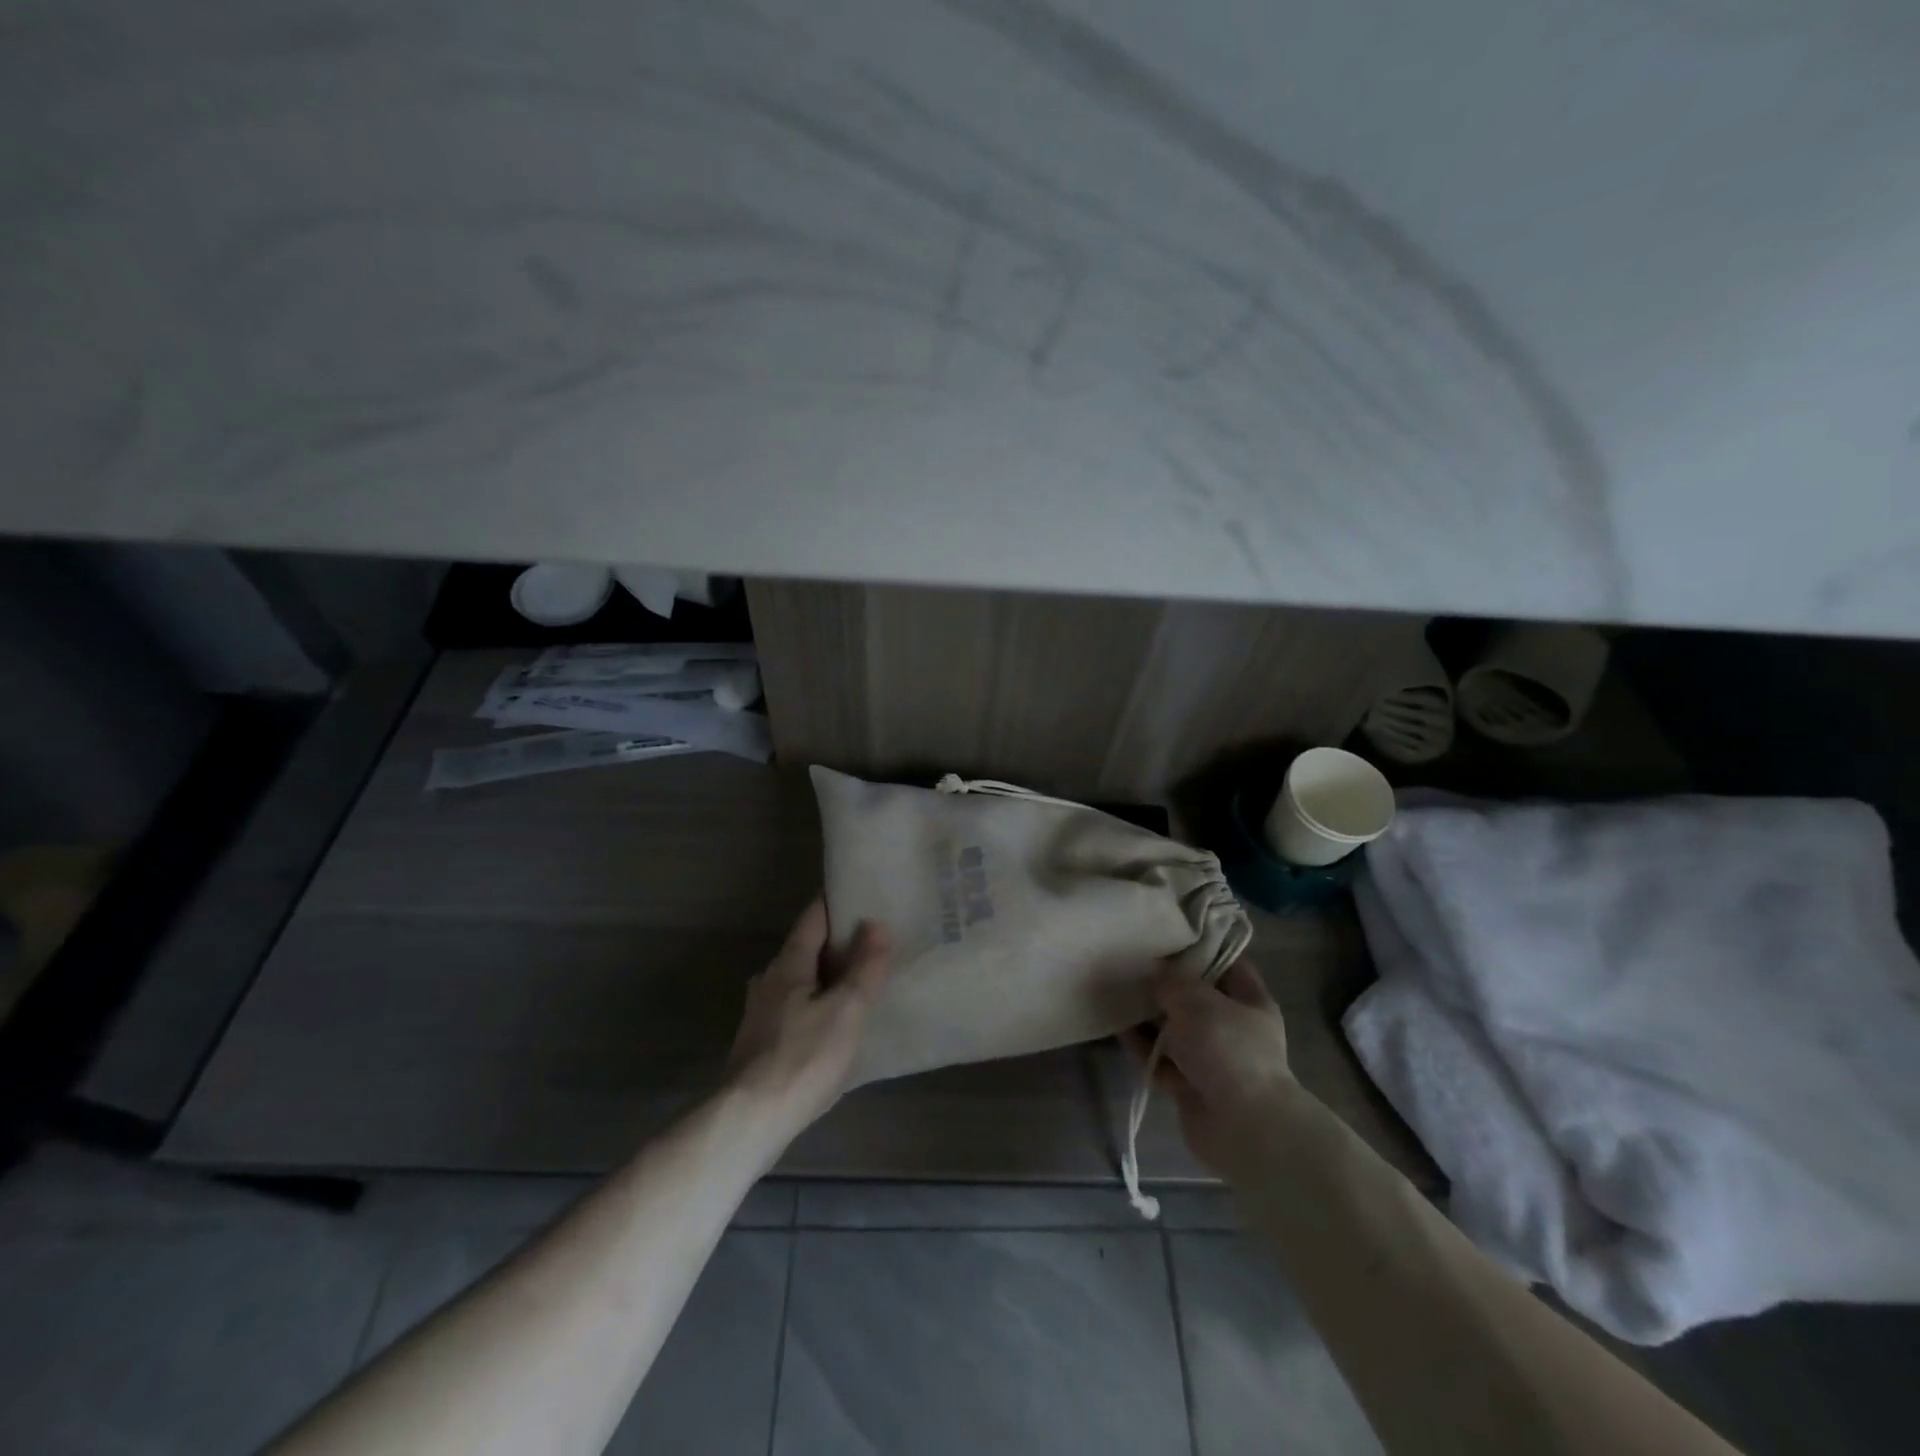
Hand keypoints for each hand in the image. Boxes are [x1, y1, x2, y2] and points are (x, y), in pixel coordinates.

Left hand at [726, 898, 890, 1134]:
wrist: (750, 1120)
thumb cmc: (802, 1058)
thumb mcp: (846, 1011)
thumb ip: (864, 968)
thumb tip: (875, 923)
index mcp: (788, 965)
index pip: (813, 918)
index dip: (837, 903)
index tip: (862, 894)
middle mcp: (769, 980)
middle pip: (806, 948)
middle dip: (837, 942)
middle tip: (873, 940)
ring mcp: (761, 1013)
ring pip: (800, 980)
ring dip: (827, 975)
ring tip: (859, 980)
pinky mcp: (761, 1043)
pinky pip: (796, 1007)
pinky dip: (817, 1002)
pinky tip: (834, 1021)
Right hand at [1124, 957, 1294, 1175]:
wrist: (1242, 1127)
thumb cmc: (1227, 1049)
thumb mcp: (1197, 1000)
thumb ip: (1171, 981)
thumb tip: (1154, 971)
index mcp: (1251, 1002)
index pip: (1229, 964)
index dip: (1203, 949)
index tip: (1170, 936)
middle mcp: (1235, 1029)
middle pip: (1198, 998)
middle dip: (1168, 984)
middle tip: (1135, 963)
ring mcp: (1214, 1060)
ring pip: (1177, 1030)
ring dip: (1151, 1017)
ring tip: (1119, 992)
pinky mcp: (1192, 1087)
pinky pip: (1162, 1060)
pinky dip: (1143, 1047)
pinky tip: (1118, 1028)